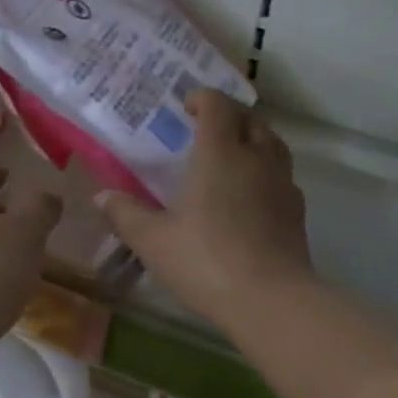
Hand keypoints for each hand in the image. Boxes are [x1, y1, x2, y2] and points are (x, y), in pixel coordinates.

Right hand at [97, 89, 315, 330]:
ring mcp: (282, 183)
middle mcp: (256, 158)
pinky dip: (267, 173)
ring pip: (273, 144)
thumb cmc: (205, 261)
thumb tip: (100, 197)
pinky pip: (283, 176)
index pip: (217, 105)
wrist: (269, 299)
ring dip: (253, 140)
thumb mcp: (153, 241)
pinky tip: (252, 197)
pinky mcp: (297, 210)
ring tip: (232, 158)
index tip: (187, 107)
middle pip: (251, 118)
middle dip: (230, 116)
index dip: (202, 98)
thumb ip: (125, 214)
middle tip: (208, 130)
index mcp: (219, 153)